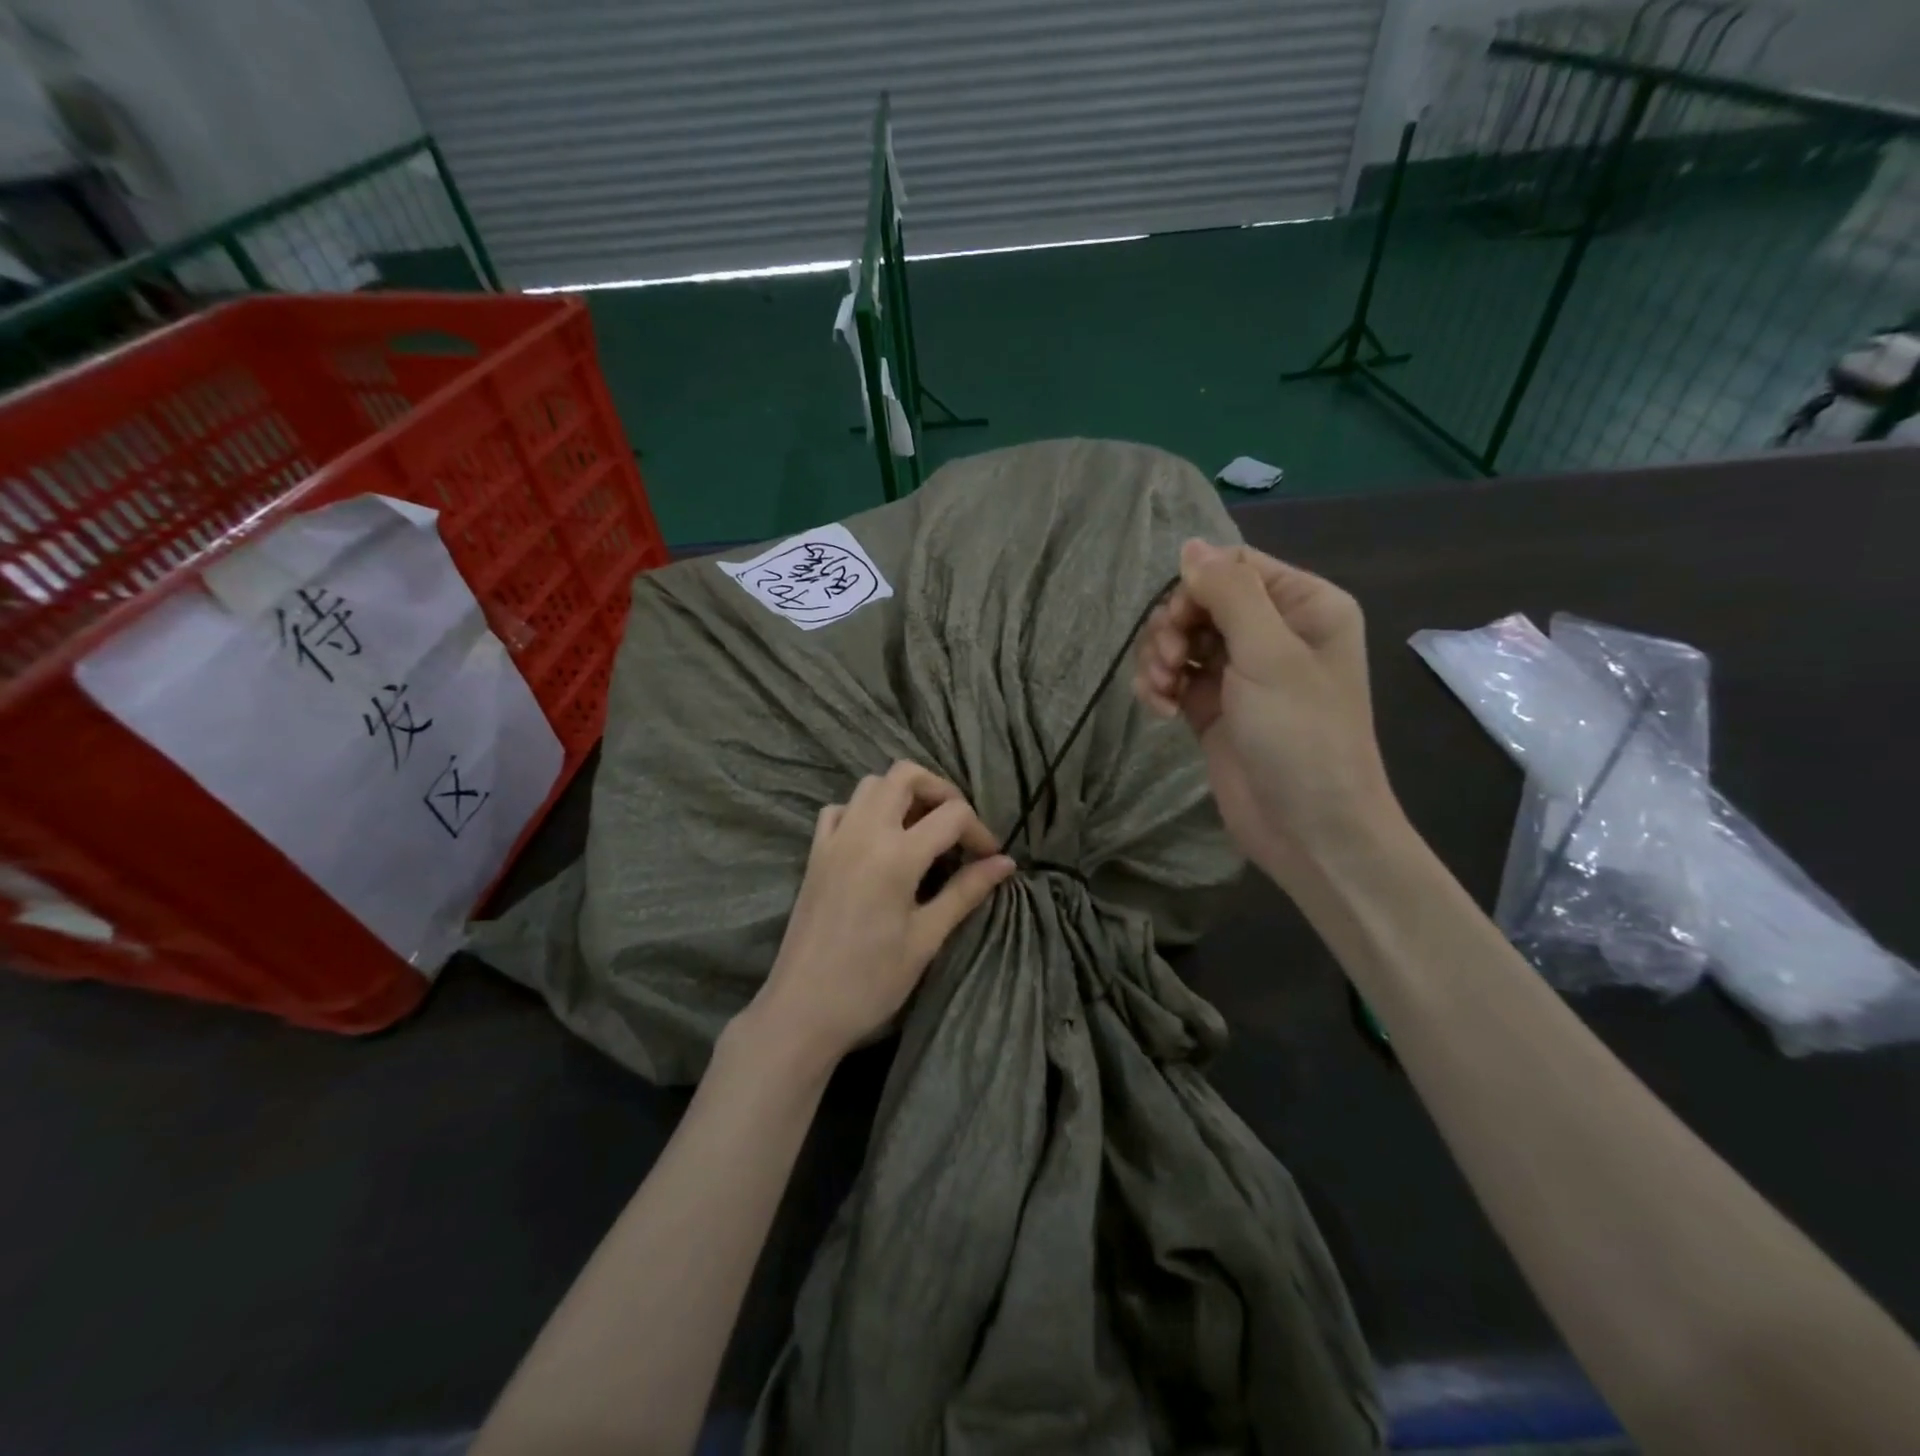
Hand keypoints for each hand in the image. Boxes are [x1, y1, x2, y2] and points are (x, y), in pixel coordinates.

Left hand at [746, 760, 1014, 1067]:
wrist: (802, 1010)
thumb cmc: (870, 982)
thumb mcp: (926, 938)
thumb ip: (965, 892)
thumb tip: (1005, 863)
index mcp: (896, 855)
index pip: (952, 815)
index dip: (980, 832)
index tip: (990, 859)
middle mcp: (864, 832)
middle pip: (905, 775)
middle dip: (940, 791)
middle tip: (957, 827)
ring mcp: (834, 839)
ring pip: (871, 784)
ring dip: (903, 794)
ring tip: (922, 830)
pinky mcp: (815, 854)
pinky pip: (840, 809)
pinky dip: (864, 810)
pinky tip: (877, 840)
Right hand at [1132, 539, 1400, 882]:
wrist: (1308, 830)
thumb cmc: (1301, 737)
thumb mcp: (1269, 655)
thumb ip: (1229, 594)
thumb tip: (1190, 546)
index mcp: (1303, 606)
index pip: (1233, 567)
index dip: (1195, 588)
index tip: (1180, 623)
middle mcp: (1272, 632)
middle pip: (1199, 601)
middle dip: (1171, 628)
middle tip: (1168, 662)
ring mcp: (1240, 672)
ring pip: (1179, 639)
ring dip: (1158, 659)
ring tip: (1162, 692)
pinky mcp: (1213, 707)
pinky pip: (1174, 676)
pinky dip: (1159, 686)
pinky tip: (1160, 709)